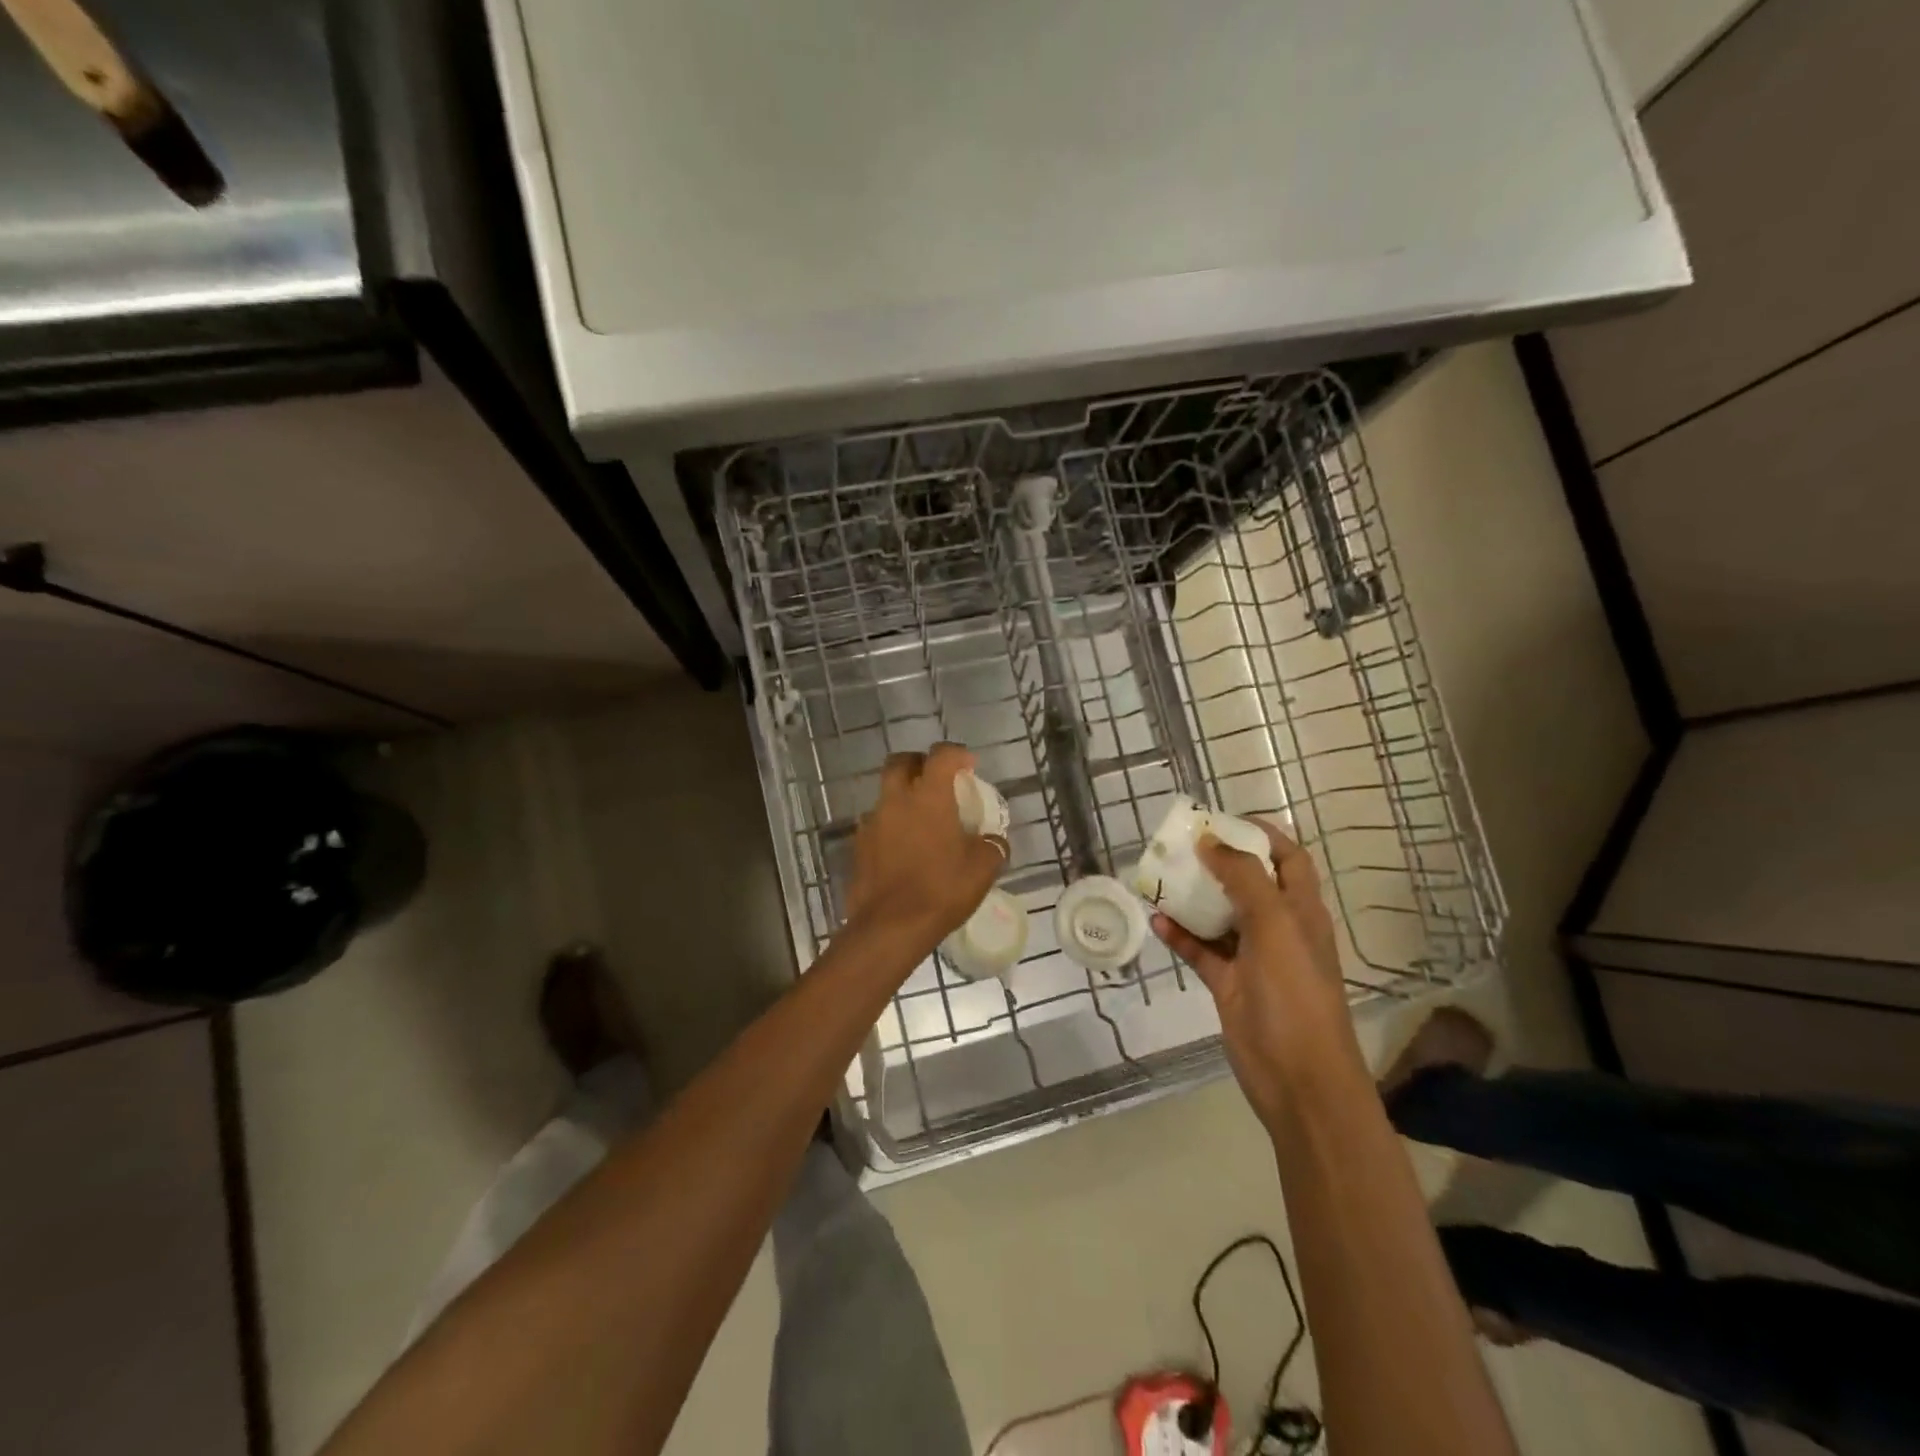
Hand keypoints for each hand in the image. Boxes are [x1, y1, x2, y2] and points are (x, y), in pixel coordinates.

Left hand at [842, 743, 1006, 959]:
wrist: (890, 926)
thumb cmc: (941, 889)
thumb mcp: (982, 869)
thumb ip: (993, 845)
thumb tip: (994, 840)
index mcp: (928, 796)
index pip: (941, 755)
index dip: (957, 754)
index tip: (969, 766)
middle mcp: (895, 799)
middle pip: (901, 762)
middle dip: (919, 764)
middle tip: (937, 781)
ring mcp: (872, 822)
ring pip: (886, 794)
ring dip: (903, 797)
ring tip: (922, 822)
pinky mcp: (859, 845)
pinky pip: (877, 824)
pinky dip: (891, 826)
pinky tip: (904, 849)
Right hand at [1150, 818, 1354, 1124]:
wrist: (1299, 1079)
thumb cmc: (1295, 994)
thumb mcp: (1275, 926)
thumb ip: (1244, 878)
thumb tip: (1210, 841)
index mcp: (1301, 910)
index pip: (1288, 858)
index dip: (1262, 835)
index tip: (1223, 821)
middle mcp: (1279, 928)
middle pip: (1248, 882)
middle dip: (1218, 861)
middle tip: (1180, 845)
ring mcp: (1252, 958)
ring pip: (1219, 915)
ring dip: (1192, 897)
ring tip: (1159, 876)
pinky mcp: (1229, 984)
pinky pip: (1200, 951)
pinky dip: (1180, 935)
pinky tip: (1156, 921)